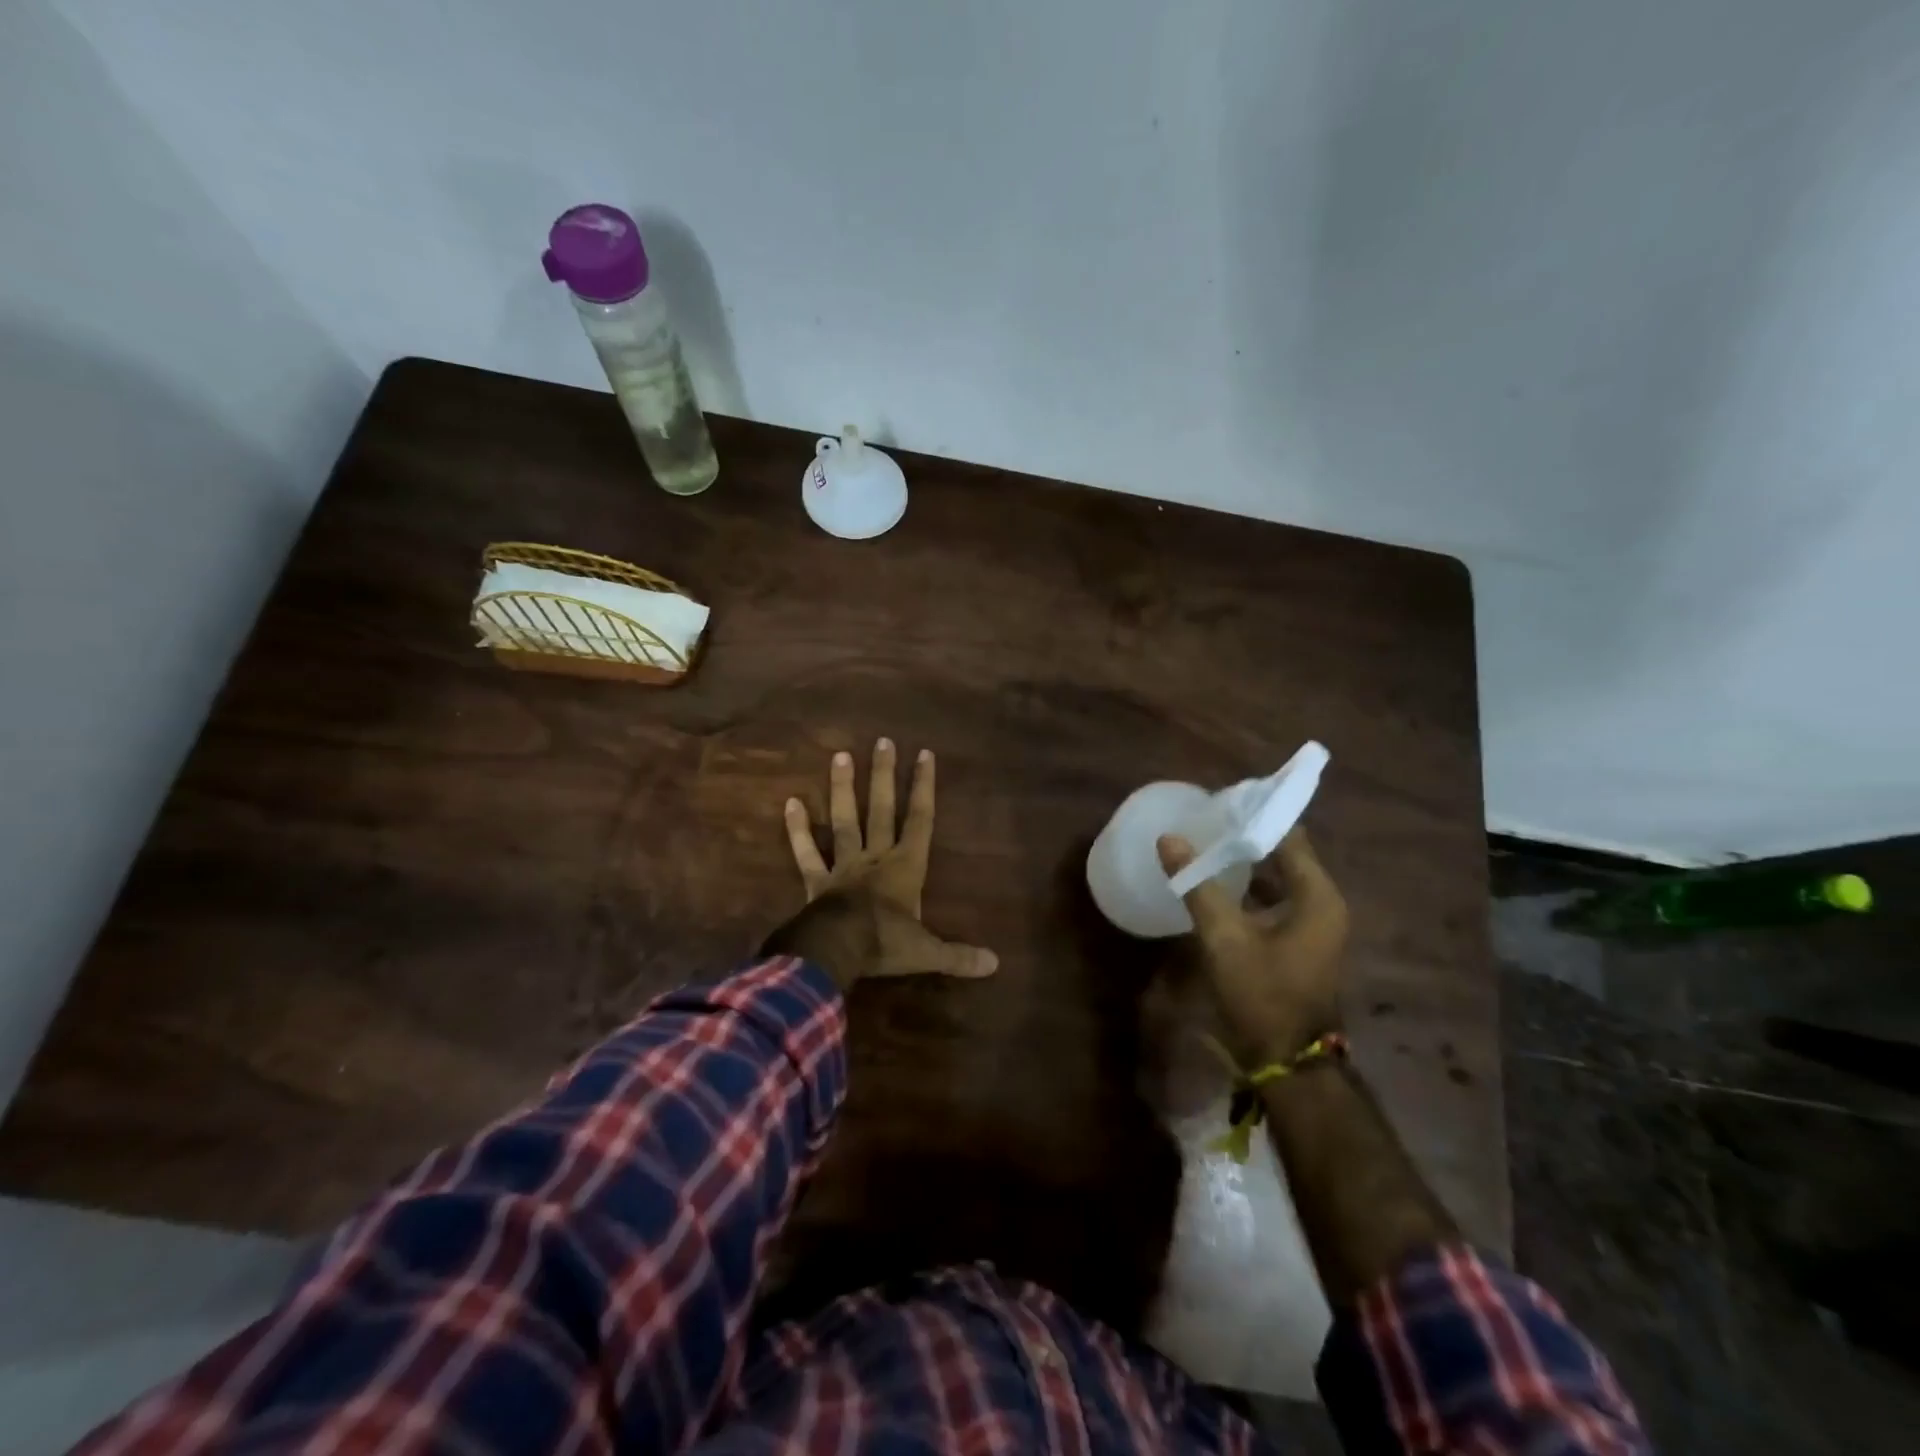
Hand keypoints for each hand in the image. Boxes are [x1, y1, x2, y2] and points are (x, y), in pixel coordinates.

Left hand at [769, 740, 998, 986]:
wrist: (836, 951)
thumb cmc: (885, 944)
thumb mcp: (927, 952)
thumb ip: (958, 955)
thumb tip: (995, 964)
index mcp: (906, 867)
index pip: (920, 819)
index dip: (923, 787)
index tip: (924, 754)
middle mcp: (875, 857)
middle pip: (881, 809)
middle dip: (884, 775)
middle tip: (883, 741)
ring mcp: (843, 865)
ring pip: (845, 820)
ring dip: (843, 789)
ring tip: (840, 755)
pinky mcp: (816, 880)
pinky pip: (806, 852)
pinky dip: (798, 829)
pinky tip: (791, 803)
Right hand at [1157, 828, 1347, 1064]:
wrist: (1288, 1063)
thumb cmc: (1262, 994)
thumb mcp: (1224, 938)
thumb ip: (1197, 885)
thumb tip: (1169, 839)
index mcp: (1317, 896)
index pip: (1289, 836)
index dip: (1255, 817)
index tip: (1218, 803)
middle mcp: (1324, 904)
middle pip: (1285, 854)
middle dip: (1245, 837)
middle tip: (1205, 821)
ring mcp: (1315, 926)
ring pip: (1279, 878)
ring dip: (1246, 863)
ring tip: (1205, 844)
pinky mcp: (1301, 943)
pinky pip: (1276, 900)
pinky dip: (1250, 888)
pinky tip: (1217, 884)